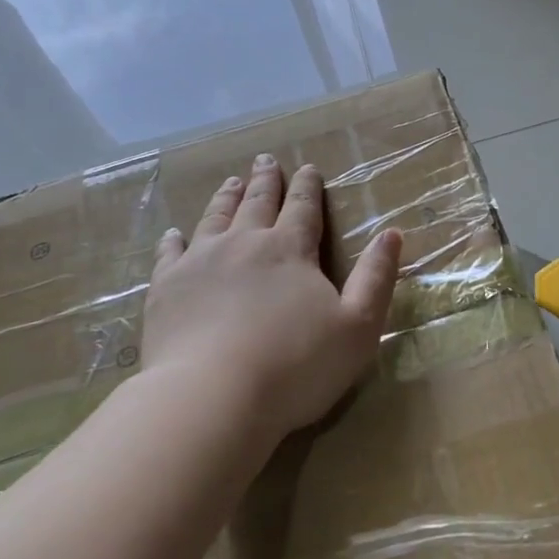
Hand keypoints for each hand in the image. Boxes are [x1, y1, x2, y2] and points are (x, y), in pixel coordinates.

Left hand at [141, 154, 401, 442]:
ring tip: (231, 181)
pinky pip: (170, 253)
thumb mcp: (358, 326)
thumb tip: (392, 233)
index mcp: (290, 250)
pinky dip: (174, 239)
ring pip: (215, 217)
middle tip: (265, 160)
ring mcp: (200, 262)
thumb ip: (376, 278)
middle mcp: (245, 243)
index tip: (308, 167)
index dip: (307, 186)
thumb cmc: (296, 365)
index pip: (302, 207)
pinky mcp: (166, 288)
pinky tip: (175, 233)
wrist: (212, 397)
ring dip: (226, 197)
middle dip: (265, 181)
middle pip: (257, 203)